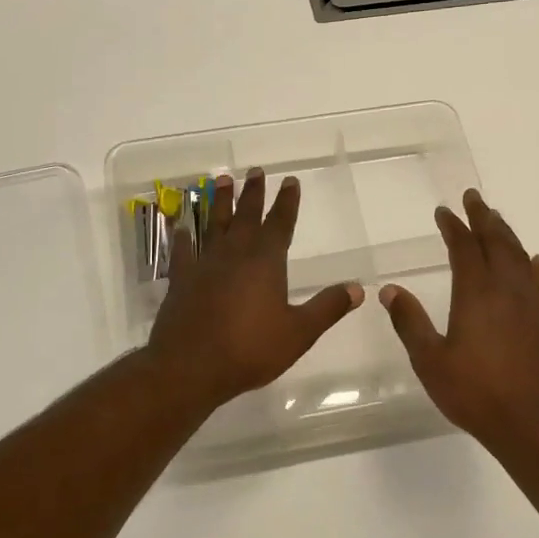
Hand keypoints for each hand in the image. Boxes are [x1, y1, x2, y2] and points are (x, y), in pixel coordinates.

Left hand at [146, 169, 362, 411]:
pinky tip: (181, 226)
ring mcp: (204, 264)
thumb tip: (357, 288)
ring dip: (219, 201)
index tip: (289, 180)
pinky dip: (182, 236)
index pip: (280, 223)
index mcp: (266, 262)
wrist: (190, 367)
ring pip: (213, 224)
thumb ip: (327, 307)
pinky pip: (183, 250)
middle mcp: (235, 254)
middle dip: (253, 193)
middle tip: (255, 170)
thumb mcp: (299, 332)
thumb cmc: (250, 349)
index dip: (287, 202)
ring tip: (221, 179)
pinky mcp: (181, 280)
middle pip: (246, 215)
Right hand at [381, 189, 538, 459]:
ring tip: (497, 220)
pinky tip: (536, 261)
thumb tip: (390, 289)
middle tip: (474, 198)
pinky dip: (537, 266)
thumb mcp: (430, 360)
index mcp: (475, 293)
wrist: (533, 422)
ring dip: (507, 235)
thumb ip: (409, 322)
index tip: (444, 211)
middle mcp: (506, 289)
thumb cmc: (475, 392)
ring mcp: (531, 304)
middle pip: (496, 242)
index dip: (453, 227)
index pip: (464, 248)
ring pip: (520, 257)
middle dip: (483, 218)